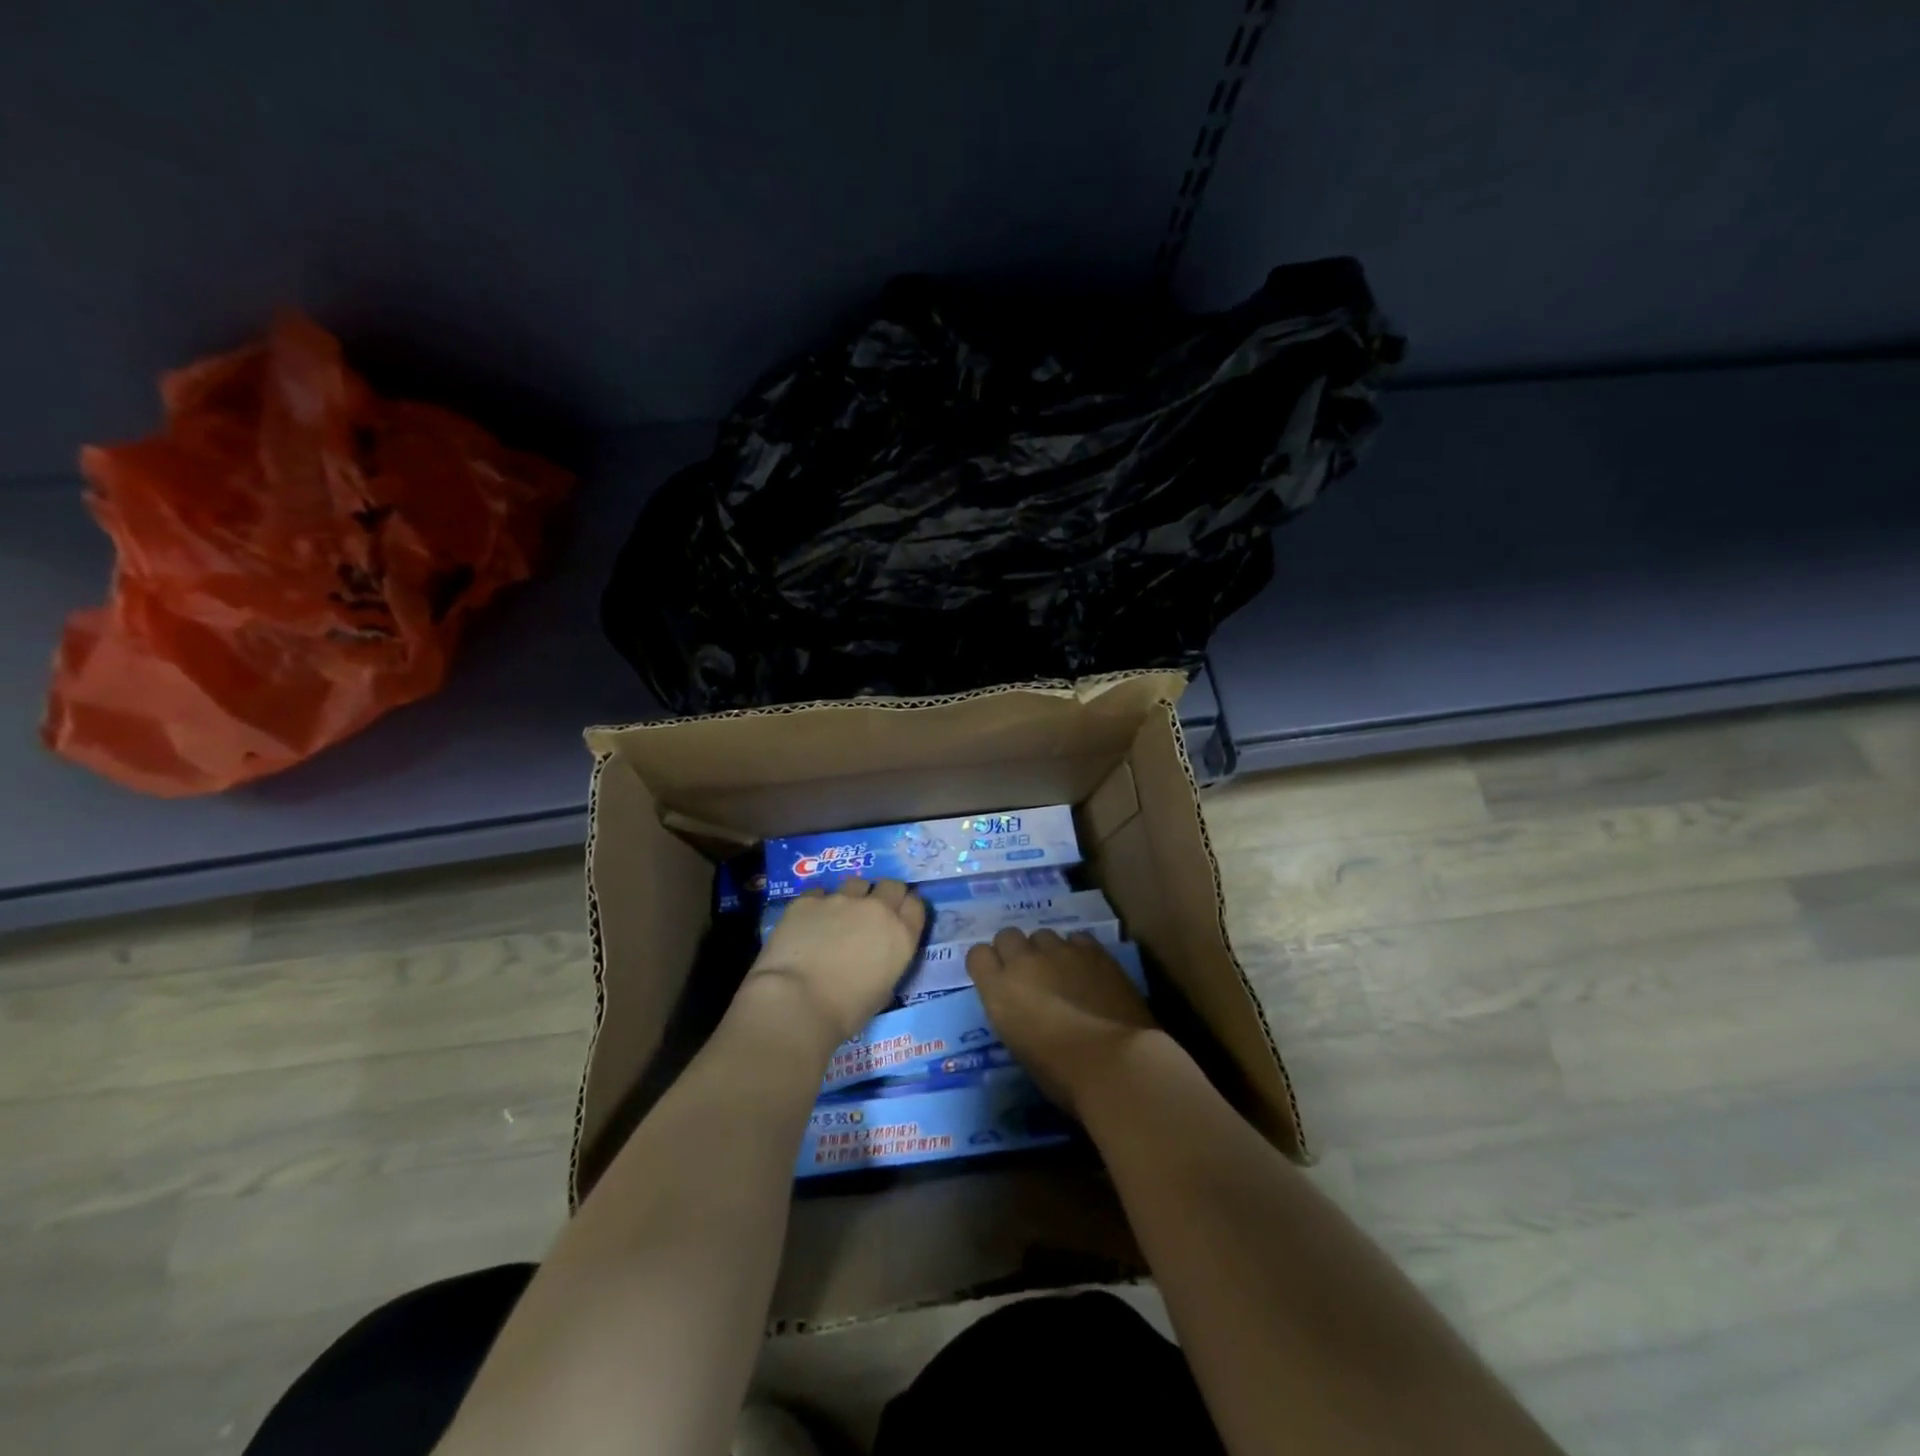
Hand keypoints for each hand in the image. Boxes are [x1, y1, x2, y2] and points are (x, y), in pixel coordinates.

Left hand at [747, 879, 925, 1045]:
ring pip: (856, 883)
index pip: (915, 905)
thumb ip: (886, 966)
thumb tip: (875, 961)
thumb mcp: (882, 992)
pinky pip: (819, 894)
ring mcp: (842, 899)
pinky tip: (807, 923)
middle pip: (890, 885)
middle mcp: (877, 909)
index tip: (898, 917)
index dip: (906, 908)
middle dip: (884, 894)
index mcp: (901, 935)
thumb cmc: (845, 1012)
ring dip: (852, 896)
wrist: (798, 1002)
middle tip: (871, 913)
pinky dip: (818, 905)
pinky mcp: (809, 899)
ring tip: (838, 916)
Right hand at [966, 928, 1160, 1117]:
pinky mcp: (1093, 950)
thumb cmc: (1061, 1074)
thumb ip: (1014, 1015)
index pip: (977, 955)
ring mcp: (1060, 951)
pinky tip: (1088, 970)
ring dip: (1047, 951)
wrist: (1113, 1062)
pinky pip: (1077, 939)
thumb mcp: (1020, 1048)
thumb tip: (1025, 1010)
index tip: (997, 980)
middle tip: (1029, 974)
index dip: (987, 965)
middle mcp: (1024, 961)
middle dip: (1015, 951)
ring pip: (1043, 935)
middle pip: (1007, 936)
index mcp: (999, 990)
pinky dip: (1078, 951)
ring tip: (1062, 973)